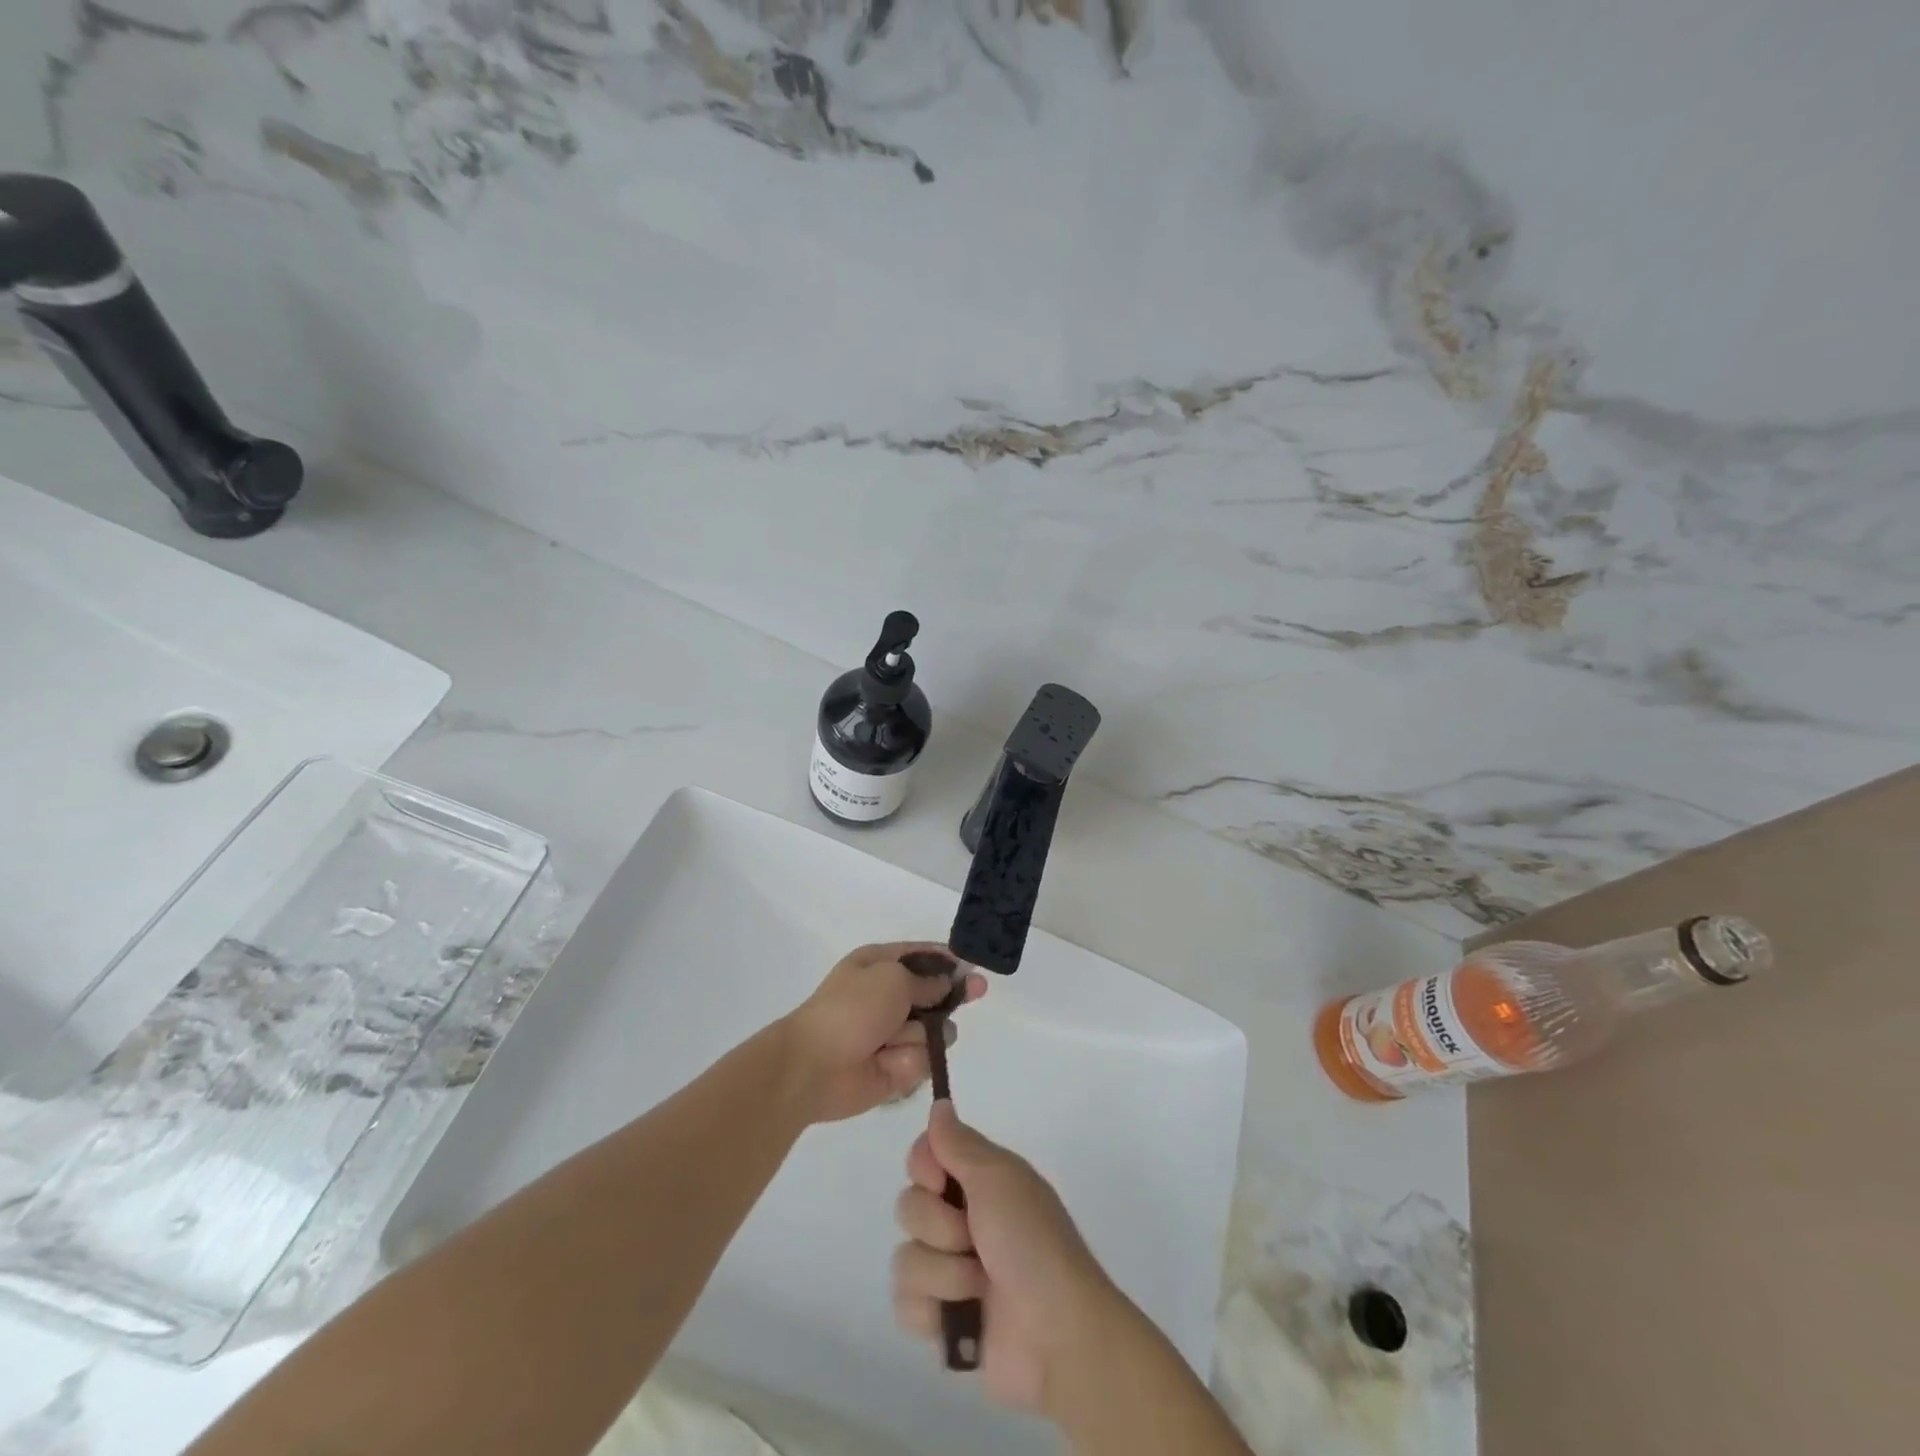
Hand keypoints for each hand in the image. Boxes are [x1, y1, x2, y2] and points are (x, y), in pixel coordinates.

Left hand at [781, 943, 986, 1123]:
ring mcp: (894, 1034)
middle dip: (952, 994)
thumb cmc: (851, 1009)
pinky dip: (910, 1060)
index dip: (947, 959)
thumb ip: (927, 980)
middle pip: (936, 993)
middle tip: (977, 991)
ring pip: (935, 1029)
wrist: (814, 1066)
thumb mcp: (892, 978)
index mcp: (879, 965)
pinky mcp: (898, 1067)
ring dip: (921, 1034)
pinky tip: (890, 1063)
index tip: (971, 964)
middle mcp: (889, 996)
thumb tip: (949, 981)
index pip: (921, 956)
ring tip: (893, 1040)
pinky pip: (924, 1059)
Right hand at [891, 1103, 1118, 1415]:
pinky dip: (932, 1312)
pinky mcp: (941, 1322)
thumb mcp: (1000, 1179)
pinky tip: (961, 1319)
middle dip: (938, 1227)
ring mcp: (949, 1273)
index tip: (942, 1182)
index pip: (923, 1156)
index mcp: (978, 1182)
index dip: (924, 1168)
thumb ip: (960, 1143)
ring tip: (978, 1286)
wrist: (1058, 1336)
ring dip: (943, 1274)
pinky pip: (904, 1305)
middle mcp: (960, 1220)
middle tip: (974, 1239)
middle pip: (908, 1206)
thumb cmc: (1032, 1244)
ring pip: (904, 1258)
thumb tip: (939, 1103)